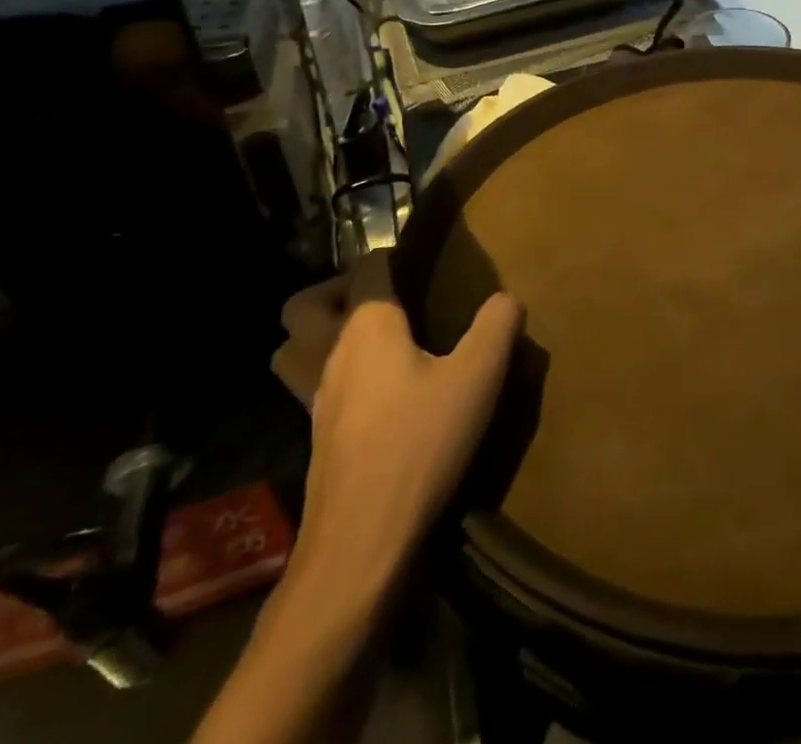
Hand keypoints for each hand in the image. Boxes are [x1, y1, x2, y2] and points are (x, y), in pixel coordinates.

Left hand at [281, 270, 522, 602]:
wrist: (361, 544)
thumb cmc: (420, 445)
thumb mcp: (478, 377)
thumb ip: (497, 325)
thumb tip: (506, 298)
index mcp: (367, 326)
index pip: (367, 268)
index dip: (390, 256)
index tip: (418, 262)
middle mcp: (331, 353)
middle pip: (304, 306)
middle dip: (334, 291)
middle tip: (380, 298)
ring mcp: (314, 399)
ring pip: (295, 349)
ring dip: (319, 334)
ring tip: (370, 341)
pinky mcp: (316, 438)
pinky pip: (309, 387)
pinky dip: (330, 375)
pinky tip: (375, 392)